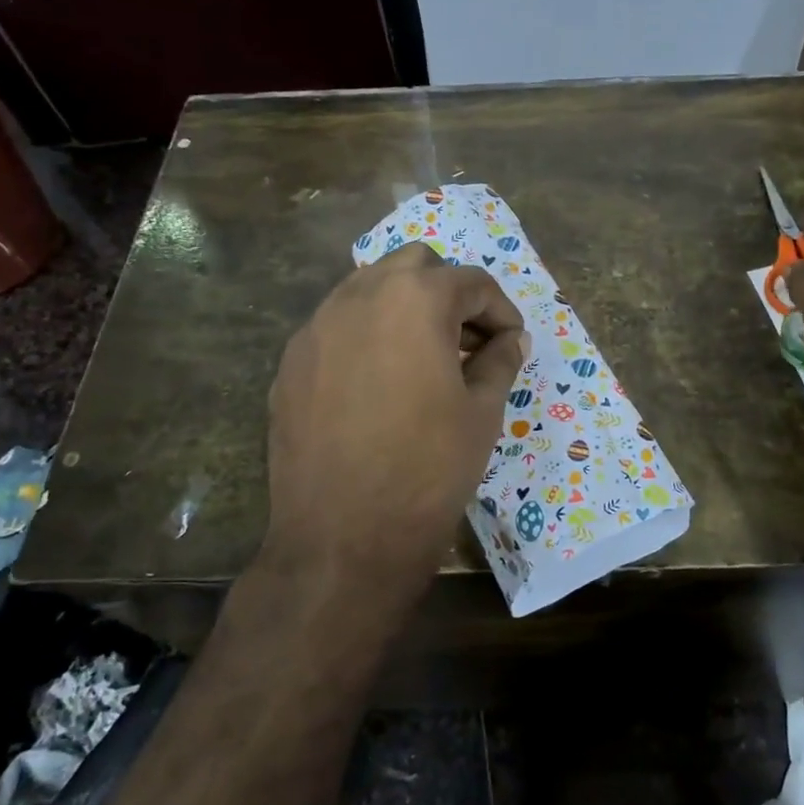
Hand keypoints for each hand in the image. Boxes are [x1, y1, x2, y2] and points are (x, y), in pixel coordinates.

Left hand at [265, 244, 527, 594]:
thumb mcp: (482, 412)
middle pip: (414, 265)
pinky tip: (380, 382)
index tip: (512, 342)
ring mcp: (316, 327)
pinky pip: (337, 327)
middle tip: (468, 339)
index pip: (471, 282)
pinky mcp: (291, 362)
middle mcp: (359, 296)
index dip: (501, 310)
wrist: (342, 539)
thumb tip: (511, 339)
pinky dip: (367, 335)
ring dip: (404, 307)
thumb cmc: (428, 469)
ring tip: (424, 357)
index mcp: (414, 299)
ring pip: (368, 289)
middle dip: (448, 291)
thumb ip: (500, 361)